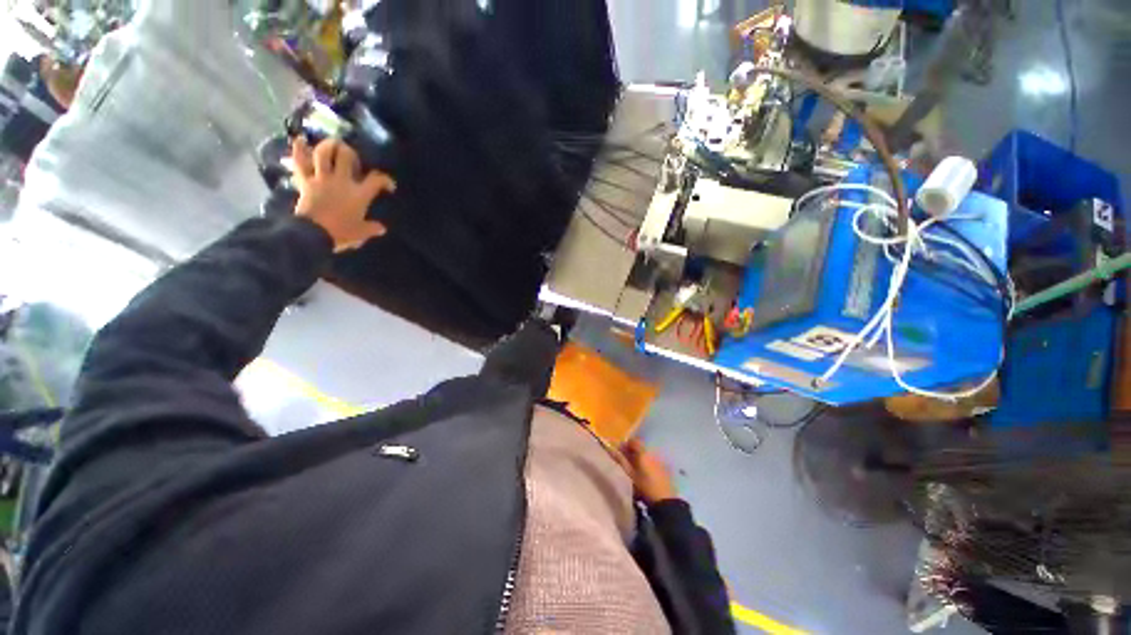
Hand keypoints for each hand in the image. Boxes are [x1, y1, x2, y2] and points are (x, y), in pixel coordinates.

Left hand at [291, 137, 395, 251]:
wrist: (313, 233)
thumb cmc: (341, 233)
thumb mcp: (361, 233)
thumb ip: (372, 228)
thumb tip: (382, 228)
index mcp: (359, 194)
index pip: (376, 180)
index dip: (385, 180)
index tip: (389, 186)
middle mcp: (342, 181)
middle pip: (347, 156)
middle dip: (351, 153)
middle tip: (352, 158)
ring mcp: (321, 178)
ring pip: (323, 153)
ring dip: (327, 145)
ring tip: (332, 144)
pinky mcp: (305, 181)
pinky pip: (299, 162)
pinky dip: (298, 149)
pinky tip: (299, 139)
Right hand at [616, 438, 677, 502]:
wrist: (665, 501)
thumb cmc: (645, 487)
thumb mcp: (630, 474)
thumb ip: (621, 460)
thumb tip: (611, 449)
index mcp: (643, 453)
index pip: (633, 441)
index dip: (625, 445)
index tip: (620, 452)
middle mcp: (652, 453)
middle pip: (640, 447)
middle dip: (632, 452)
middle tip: (626, 461)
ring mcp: (660, 460)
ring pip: (646, 454)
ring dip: (640, 457)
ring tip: (635, 469)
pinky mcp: (665, 468)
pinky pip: (653, 460)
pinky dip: (647, 463)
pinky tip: (645, 474)